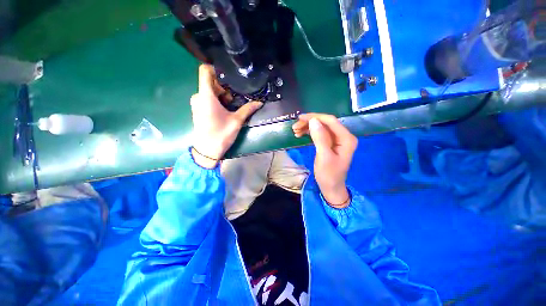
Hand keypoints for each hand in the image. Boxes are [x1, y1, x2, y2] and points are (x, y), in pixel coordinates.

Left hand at [190, 65, 262, 167]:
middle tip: (235, 98)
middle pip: (210, 82)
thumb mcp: (236, 121)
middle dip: (224, 87)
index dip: (216, 69)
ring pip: (209, 91)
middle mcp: (199, 96)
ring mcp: (197, 103)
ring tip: (231, 106)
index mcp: (206, 96)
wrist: (207, 150)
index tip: (229, 77)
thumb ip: (248, 109)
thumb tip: (260, 102)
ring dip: (221, 95)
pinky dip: (216, 100)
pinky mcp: (198, 110)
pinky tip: (225, 110)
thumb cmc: (221, 134)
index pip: (205, 71)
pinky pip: (207, 98)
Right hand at [292, 113, 357, 207]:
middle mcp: (343, 136)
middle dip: (309, 123)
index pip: (330, 121)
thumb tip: (313, 120)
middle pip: (325, 123)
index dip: (315, 117)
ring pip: (321, 127)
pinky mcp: (330, 143)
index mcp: (346, 138)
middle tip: (295, 127)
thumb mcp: (324, 157)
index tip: (300, 118)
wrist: (331, 187)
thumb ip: (320, 138)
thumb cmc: (329, 175)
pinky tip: (300, 134)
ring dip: (308, 127)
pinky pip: (319, 134)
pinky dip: (309, 133)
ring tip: (295, 131)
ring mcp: (336, 140)